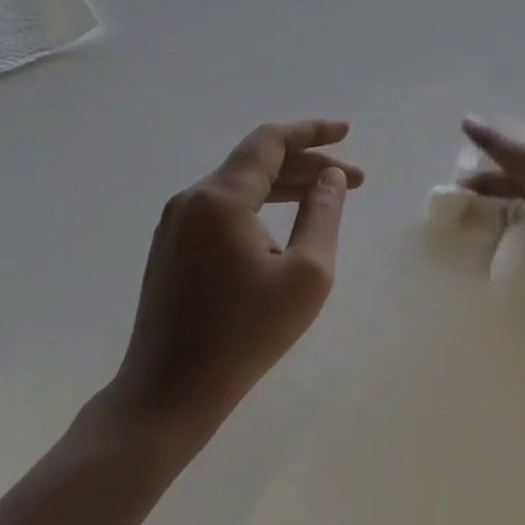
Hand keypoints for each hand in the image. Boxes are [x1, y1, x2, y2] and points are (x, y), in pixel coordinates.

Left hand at [107, 120, 363, 443]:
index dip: (312, 131)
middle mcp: (191, 200)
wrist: (169, 393)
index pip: (270, 142)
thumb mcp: (306, 273)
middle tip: (355, 180)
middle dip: (309, 165)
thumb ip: (323, 215)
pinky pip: (224, 208)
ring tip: (329, 198)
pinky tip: (287, 223)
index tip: (347, 133)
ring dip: (287, 186)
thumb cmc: (245, 333)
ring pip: (240, 186)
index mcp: (220, 199)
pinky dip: (262, 205)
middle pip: (257, 162)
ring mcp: (175, 225)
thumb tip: (331, 178)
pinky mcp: (172, 248)